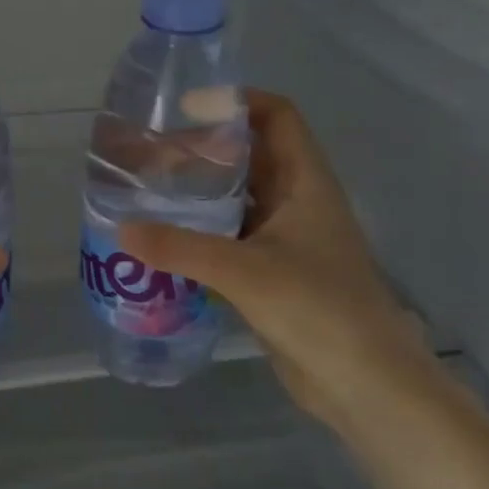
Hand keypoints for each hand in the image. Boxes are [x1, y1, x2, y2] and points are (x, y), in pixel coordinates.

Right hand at [119, 89, 439, 425]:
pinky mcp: (273, 273)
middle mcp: (298, 202)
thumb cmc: (318, 310)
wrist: (366, 386)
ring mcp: (287, 239)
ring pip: (239, 198)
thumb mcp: (245, 271)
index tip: (185, 108)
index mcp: (306, 183)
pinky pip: (232, 237)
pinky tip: (165, 240)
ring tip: (149, 190)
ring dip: (201, 192)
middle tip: (151, 152)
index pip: (277, 117)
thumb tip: (121, 228)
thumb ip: (181, 248)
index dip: (237, 102)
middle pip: (251, 155)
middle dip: (205, 148)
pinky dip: (202, 231)